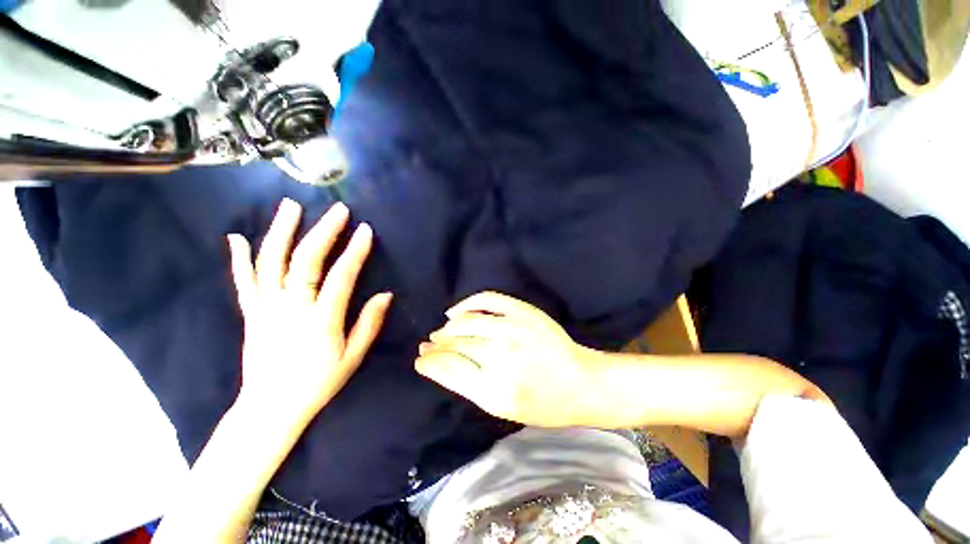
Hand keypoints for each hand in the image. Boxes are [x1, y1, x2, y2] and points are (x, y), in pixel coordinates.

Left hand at [228, 199, 391, 420]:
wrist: (271, 408)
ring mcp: (265, 308)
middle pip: (306, 261)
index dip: (355, 251)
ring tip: (291, 206)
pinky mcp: (250, 313)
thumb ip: (369, 323)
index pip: (341, 276)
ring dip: (281, 231)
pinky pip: (243, 282)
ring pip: (271, 262)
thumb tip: (386, 294)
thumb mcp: (353, 356)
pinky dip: (239, 258)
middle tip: (338, 210)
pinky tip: (236, 236)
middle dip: (324, 231)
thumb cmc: (318, 383)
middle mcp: (291, 308)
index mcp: (321, 320)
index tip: (365, 230)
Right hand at [415, 292, 595, 427]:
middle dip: (435, 346)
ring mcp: (512, 328)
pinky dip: (466, 303)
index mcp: (494, 389)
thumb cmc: (541, 404)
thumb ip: (467, 385)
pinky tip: (455, 311)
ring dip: (447, 328)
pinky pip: (486, 299)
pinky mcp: (523, 311)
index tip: (420, 359)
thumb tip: (437, 365)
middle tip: (425, 346)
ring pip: (465, 322)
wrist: (580, 382)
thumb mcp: (500, 407)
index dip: (429, 362)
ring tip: (440, 332)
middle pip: (454, 344)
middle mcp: (501, 355)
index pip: (448, 368)